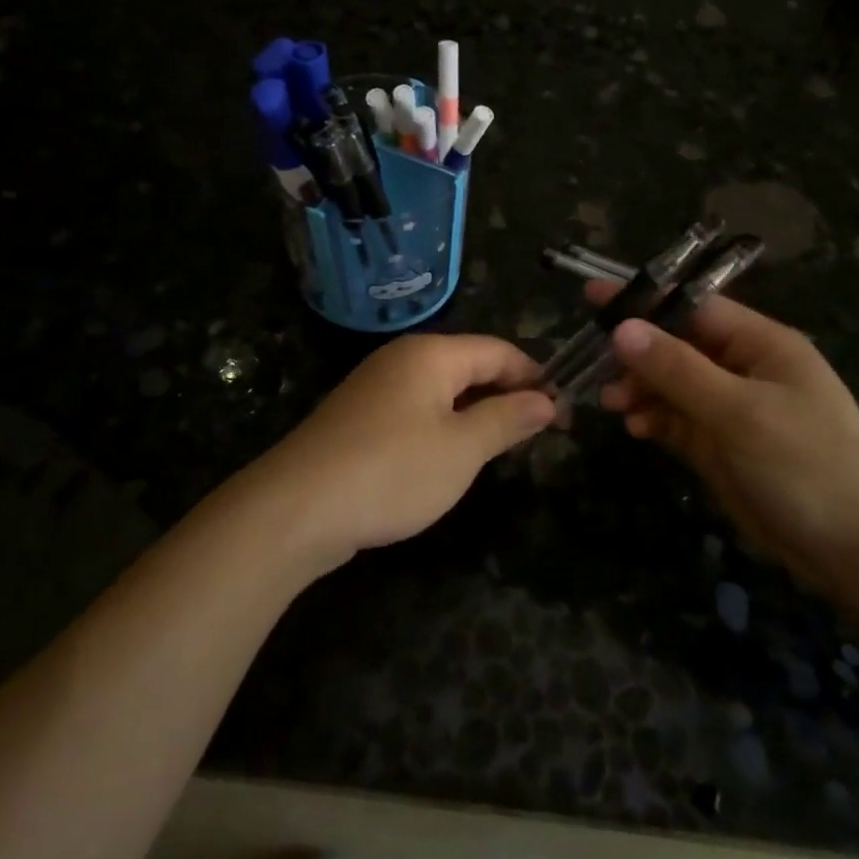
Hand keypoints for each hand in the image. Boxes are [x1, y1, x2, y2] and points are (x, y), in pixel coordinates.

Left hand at [256, 334, 554, 563]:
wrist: (296, 508)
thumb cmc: (392, 471)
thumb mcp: (462, 449)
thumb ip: (506, 419)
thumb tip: (546, 400)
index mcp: (431, 354)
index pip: (499, 350)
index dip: (534, 377)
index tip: (562, 413)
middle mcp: (402, 358)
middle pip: (469, 365)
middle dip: (506, 394)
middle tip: (537, 435)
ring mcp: (375, 386)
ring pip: (442, 389)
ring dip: (475, 412)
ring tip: (500, 448)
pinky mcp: (358, 416)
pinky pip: (415, 409)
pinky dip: (442, 425)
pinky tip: (448, 458)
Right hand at [586, 280, 858, 592]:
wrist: (856, 553)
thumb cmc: (806, 465)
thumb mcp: (739, 412)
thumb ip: (678, 369)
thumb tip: (622, 328)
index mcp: (761, 344)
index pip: (693, 307)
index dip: (644, 300)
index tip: (592, 296)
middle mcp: (744, 368)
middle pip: (677, 345)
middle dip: (636, 353)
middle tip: (593, 363)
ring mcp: (732, 409)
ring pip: (672, 384)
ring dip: (640, 388)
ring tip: (610, 401)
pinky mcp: (721, 446)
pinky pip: (677, 420)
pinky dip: (654, 419)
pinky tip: (635, 428)